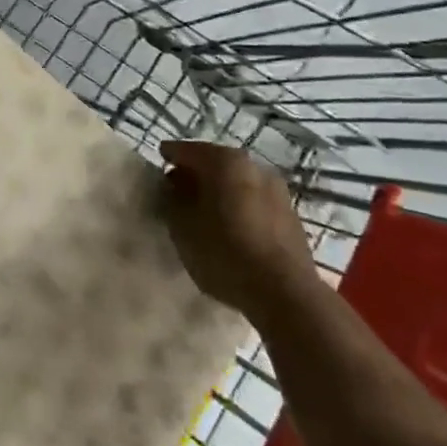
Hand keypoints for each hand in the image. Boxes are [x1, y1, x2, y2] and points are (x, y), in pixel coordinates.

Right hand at [159, 139, 319, 320]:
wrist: (287, 295)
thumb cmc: (226, 253)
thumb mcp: (182, 226)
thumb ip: (171, 199)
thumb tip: (173, 187)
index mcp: (224, 161)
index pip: (186, 150)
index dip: (168, 159)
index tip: (156, 173)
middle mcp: (253, 166)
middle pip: (214, 164)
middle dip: (194, 176)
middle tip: (176, 193)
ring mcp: (276, 190)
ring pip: (236, 183)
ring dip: (218, 193)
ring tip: (202, 215)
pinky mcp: (290, 216)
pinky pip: (253, 202)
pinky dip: (238, 207)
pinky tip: (229, 229)